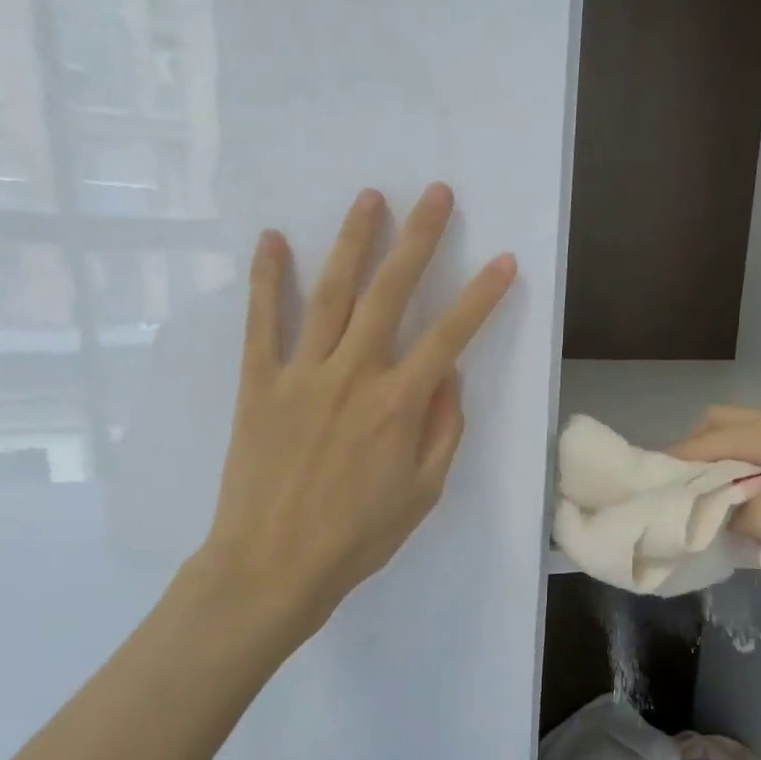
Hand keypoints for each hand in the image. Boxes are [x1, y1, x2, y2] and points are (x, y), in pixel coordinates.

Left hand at [182, 183, 515, 648]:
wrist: (271, 566)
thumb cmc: (357, 538)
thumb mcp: (422, 493)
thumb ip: (442, 430)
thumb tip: (449, 376)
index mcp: (398, 406)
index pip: (450, 336)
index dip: (481, 295)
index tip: (502, 261)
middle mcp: (353, 376)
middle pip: (390, 294)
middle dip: (418, 239)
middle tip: (435, 193)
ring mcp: (301, 374)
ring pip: (329, 294)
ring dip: (352, 241)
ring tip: (369, 198)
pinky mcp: (258, 384)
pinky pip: (261, 323)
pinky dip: (266, 279)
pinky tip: (273, 240)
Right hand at [669, 406, 760, 552]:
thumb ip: (729, 517)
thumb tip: (712, 515)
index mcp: (752, 431)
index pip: (693, 446)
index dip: (669, 469)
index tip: (653, 494)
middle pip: (713, 425)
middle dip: (694, 454)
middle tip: (691, 491)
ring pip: (740, 433)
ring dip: (723, 459)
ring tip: (722, 496)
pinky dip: (747, 463)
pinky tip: (757, 494)